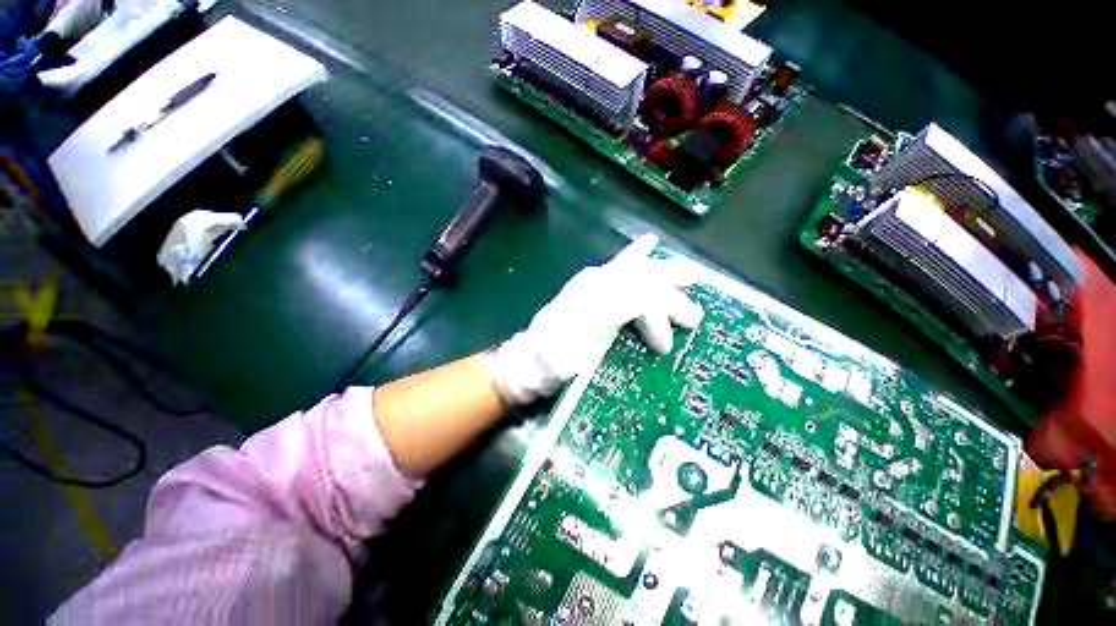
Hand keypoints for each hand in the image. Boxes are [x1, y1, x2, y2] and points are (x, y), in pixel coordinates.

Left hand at [489, 234, 703, 404]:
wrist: (531, 357)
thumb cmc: (555, 360)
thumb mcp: (577, 352)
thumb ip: (605, 322)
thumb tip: (642, 302)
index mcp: (594, 301)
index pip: (640, 298)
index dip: (659, 320)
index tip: (663, 348)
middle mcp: (596, 284)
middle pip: (644, 280)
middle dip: (673, 297)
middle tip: (694, 318)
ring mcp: (594, 281)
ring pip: (637, 269)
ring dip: (666, 273)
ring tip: (691, 276)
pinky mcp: (592, 284)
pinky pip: (620, 263)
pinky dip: (637, 253)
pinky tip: (649, 242)